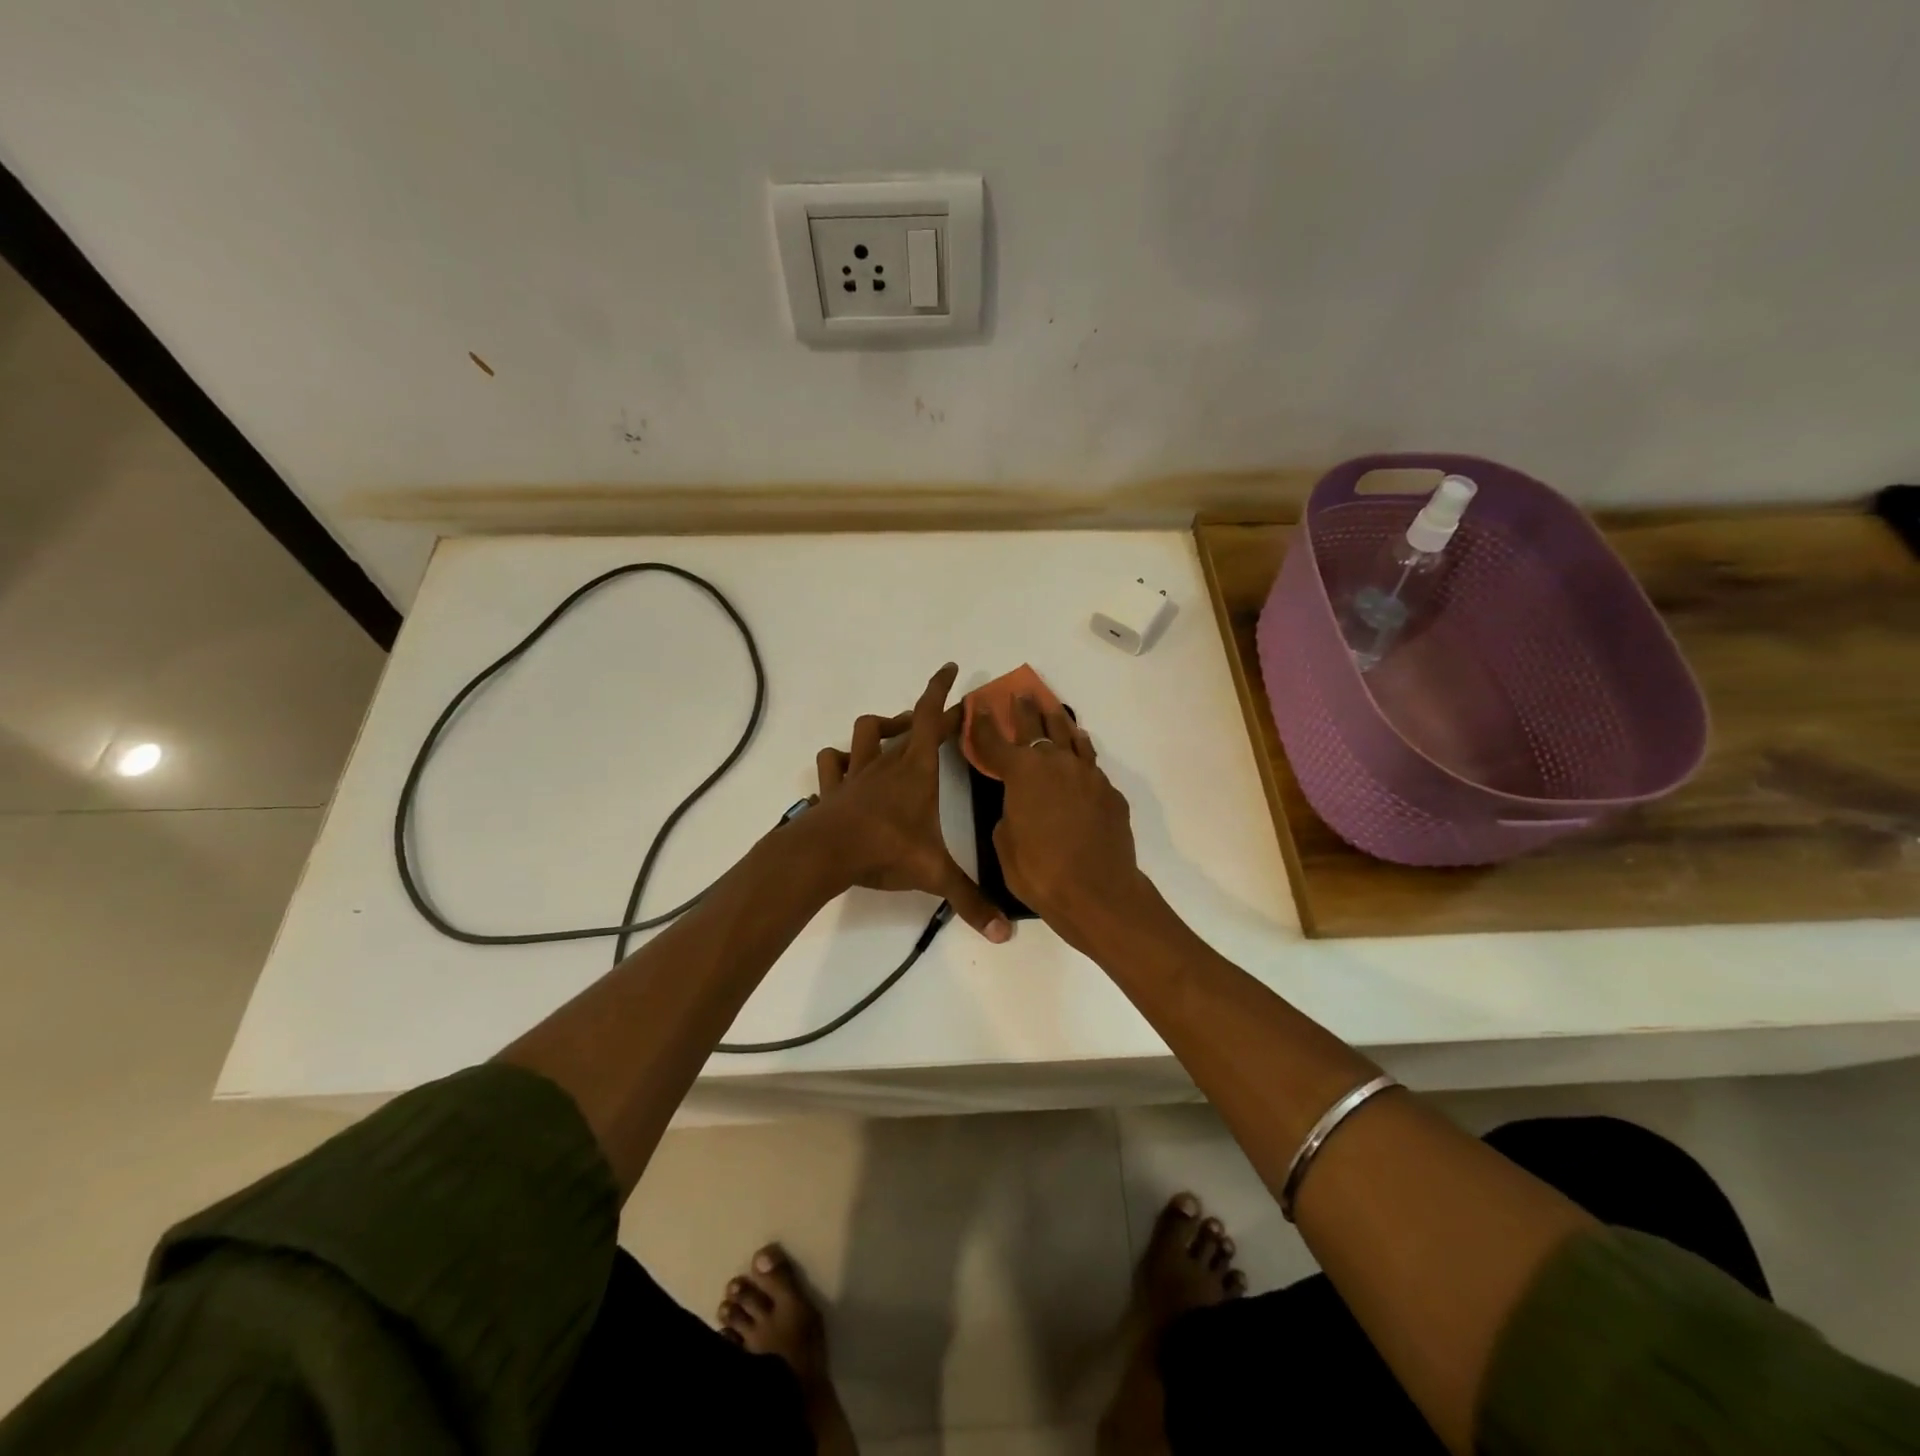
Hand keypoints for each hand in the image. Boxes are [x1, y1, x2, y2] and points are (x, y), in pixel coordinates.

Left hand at [806, 663, 1010, 942]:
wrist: (825, 854)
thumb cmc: (885, 850)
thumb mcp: (934, 874)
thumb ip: (970, 901)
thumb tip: (1004, 934)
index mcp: (917, 771)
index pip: (931, 718)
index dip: (941, 691)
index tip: (950, 668)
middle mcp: (888, 763)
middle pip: (908, 724)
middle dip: (927, 715)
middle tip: (943, 718)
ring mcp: (856, 773)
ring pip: (866, 732)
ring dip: (882, 727)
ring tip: (895, 735)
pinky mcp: (833, 788)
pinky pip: (832, 762)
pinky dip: (840, 759)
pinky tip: (847, 766)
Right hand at [967, 694, 1147, 952]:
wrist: (1098, 892)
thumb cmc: (1039, 871)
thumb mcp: (1005, 844)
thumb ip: (1008, 815)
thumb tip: (1020, 807)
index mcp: (1022, 773)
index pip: (995, 741)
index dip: (983, 725)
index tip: (978, 708)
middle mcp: (1056, 763)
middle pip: (1038, 727)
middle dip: (1026, 710)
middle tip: (1021, 694)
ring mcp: (1087, 775)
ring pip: (1072, 738)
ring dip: (1060, 723)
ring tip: (1055, 711)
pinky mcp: (1110, 793)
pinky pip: (1091, 766)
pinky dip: (1081, 755)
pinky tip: (1081, 756)